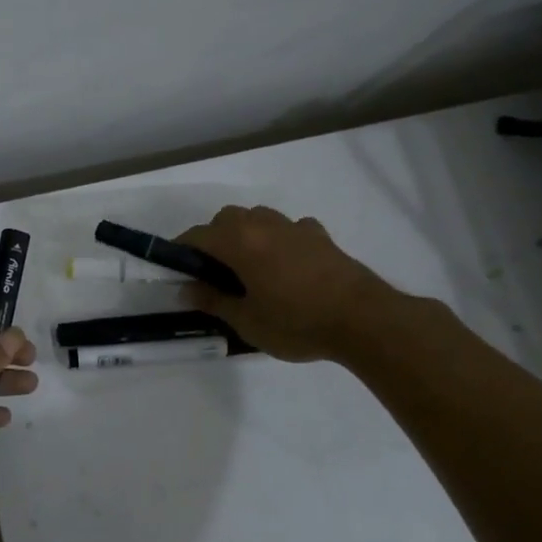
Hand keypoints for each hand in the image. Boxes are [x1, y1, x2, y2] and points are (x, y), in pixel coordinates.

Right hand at [176, 205, 395, 362]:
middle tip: (214, 274)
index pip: (197, 235)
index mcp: (239, 242)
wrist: (362, 319)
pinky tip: (287, 265)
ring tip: (250, 267)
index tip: (178, 271)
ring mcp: (295, 227)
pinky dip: (279, 239)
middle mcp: (264, 225)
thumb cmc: (296, 322)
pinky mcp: (320, 236)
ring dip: (246, 234)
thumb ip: (213, 300)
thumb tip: (187, 288)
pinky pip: (289, 228)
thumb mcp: (246, 321)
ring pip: (258, 218)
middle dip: (214, 239)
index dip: (181, 251)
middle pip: (227, 219)